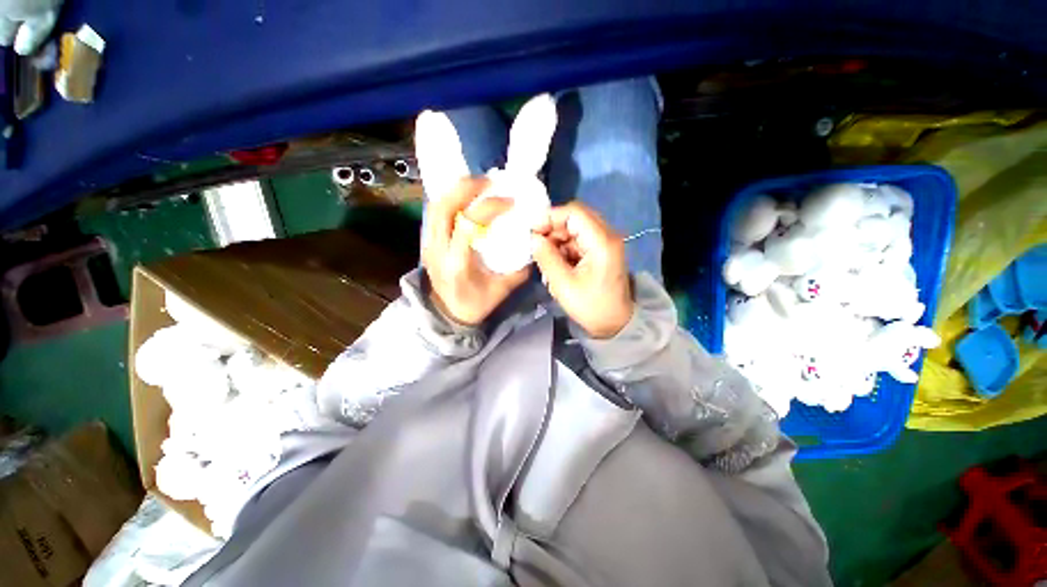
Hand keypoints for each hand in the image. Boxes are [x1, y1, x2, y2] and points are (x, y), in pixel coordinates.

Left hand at [422, 178, 528, 325]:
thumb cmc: (475, 305)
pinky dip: (450, 199)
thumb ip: (518, 270)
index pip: (468, 224)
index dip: (489, 207)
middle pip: (444, 207)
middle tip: (489, 181)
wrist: (447, 315)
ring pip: (436, 207)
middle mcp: (437, 249)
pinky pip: (435, 213)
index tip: (509, 201)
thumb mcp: (501, 290)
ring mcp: (428, 244)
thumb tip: (531, 247)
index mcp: (457, 263)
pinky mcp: (427, 242)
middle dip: (466, 188)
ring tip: (477, 184)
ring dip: (456, 190)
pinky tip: (465, 197)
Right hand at [530, 202, 632, 338]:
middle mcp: (606, 235)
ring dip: (557, 240)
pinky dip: (564, 248)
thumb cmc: (591, 306)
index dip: (550, 217)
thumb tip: (533, 238)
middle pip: (575, 217)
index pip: (574, 212)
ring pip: (575, 229)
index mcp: (601, 241)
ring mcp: (605, 242)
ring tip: (545, 259)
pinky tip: (556, 263)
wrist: (615, 323)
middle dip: (552, 229)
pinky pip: (578, 240)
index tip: (532, 232)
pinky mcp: (600, 250)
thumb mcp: (563, 284)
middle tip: (536, 245)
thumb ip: (546, 257)